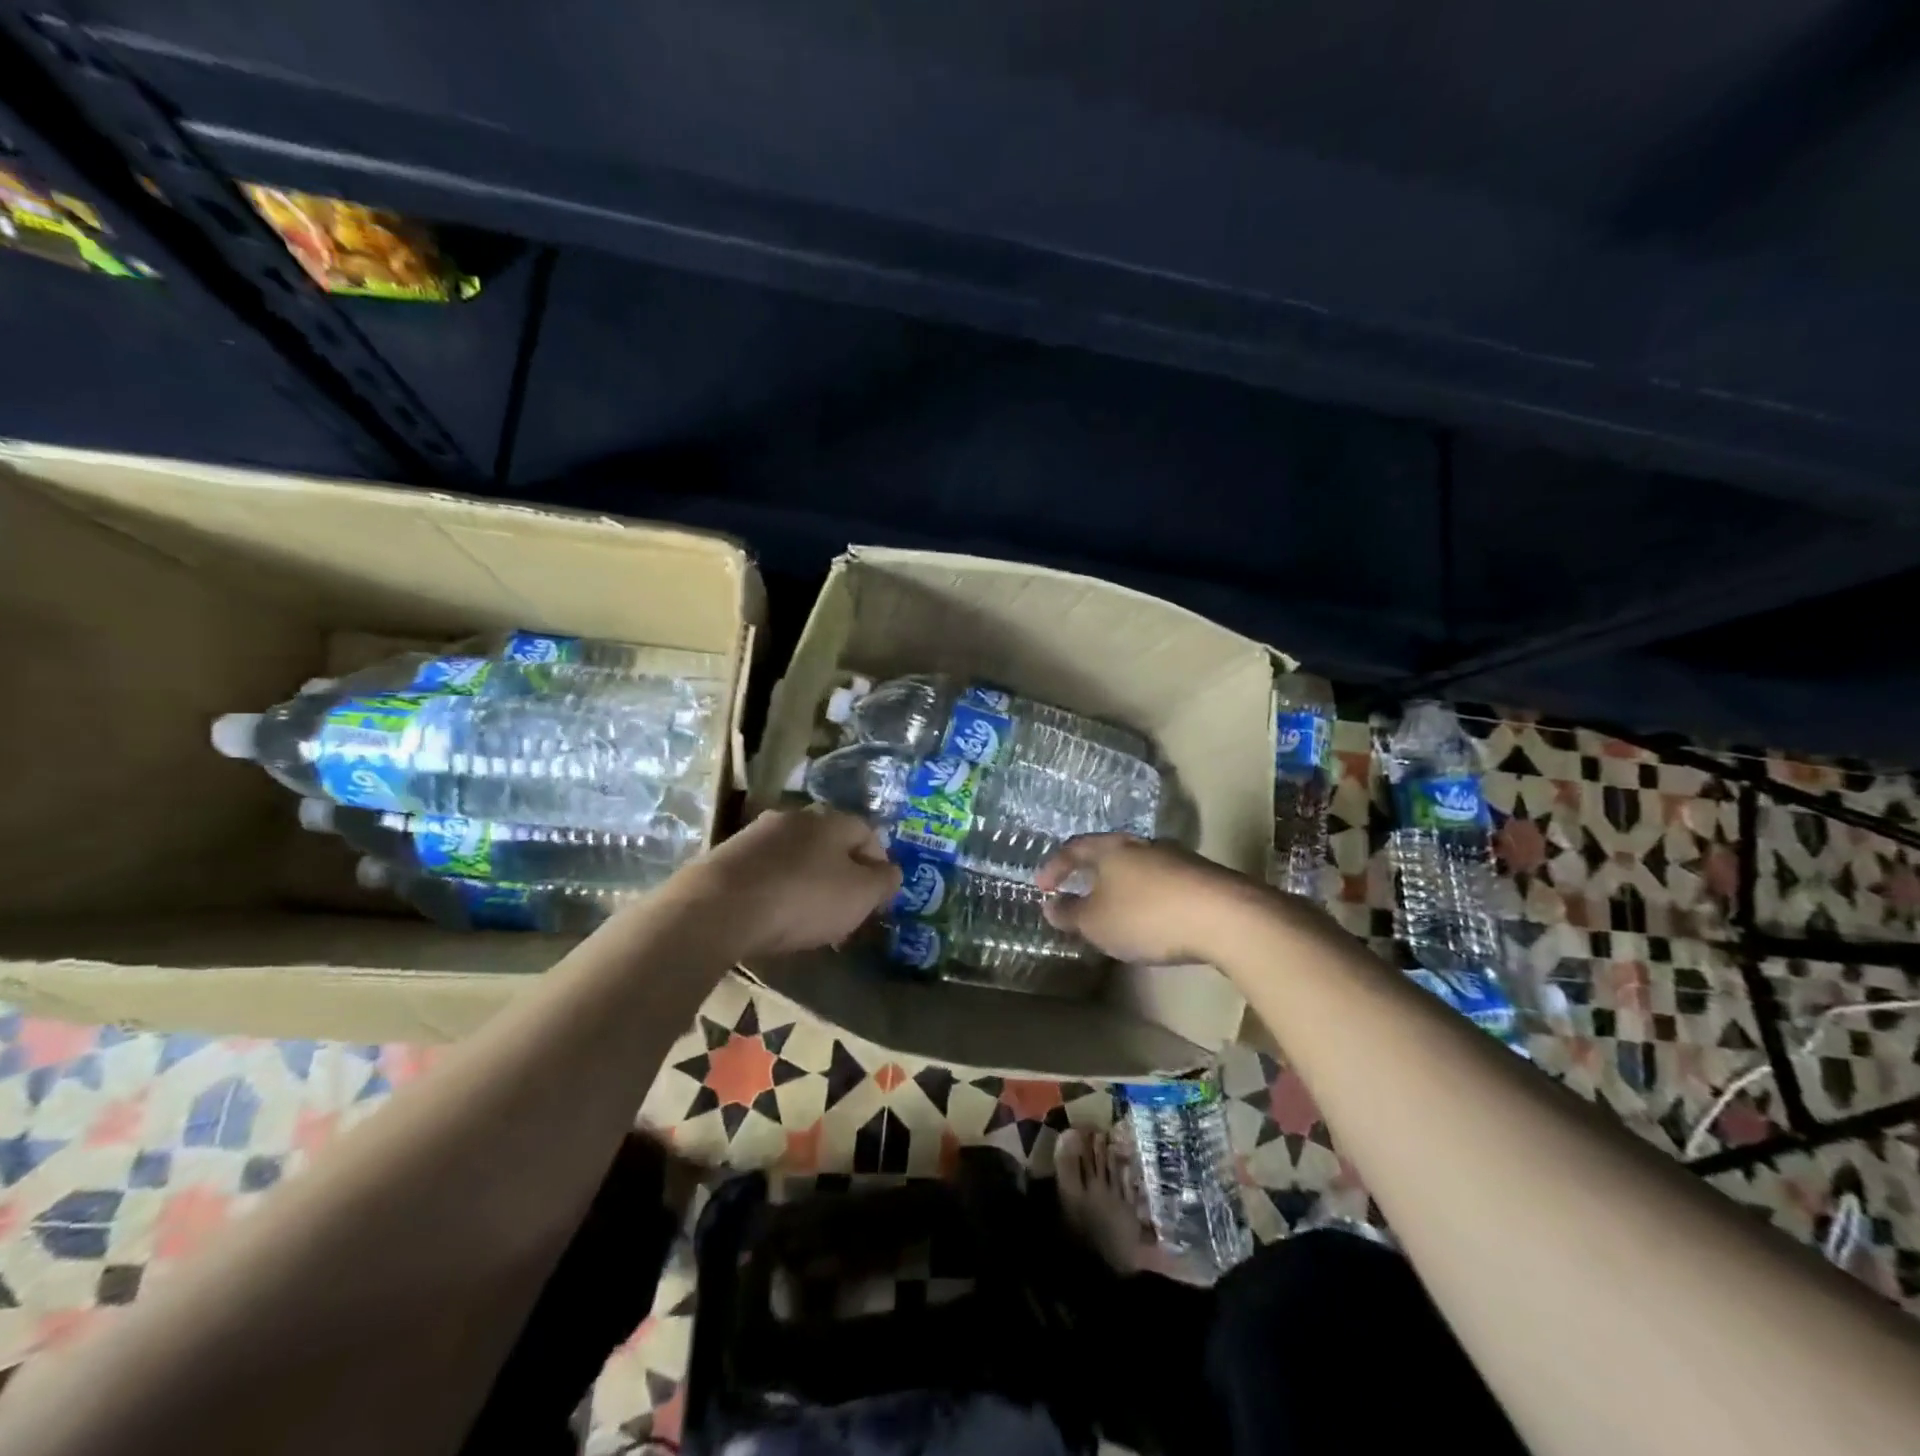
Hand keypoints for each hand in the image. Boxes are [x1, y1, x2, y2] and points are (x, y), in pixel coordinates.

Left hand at [676, 807, 901, 957]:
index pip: (867, 833)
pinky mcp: (727, 857)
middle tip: (845, 910)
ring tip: (808, 919)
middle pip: (830, 843)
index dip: (879, 865)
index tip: (877, 897)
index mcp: (830, 819)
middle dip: (842, 875)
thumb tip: (891, 872)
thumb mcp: (859, 895)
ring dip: (808, 882)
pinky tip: (773, 916)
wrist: (717, 908)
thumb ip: (884, 881)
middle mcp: (794, 816)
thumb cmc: (802, 898)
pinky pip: (766, 871)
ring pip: (797, 856)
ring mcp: (756, 834)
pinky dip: (777, 889)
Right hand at [1036, 834, 1255, 963]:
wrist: (1225, 916)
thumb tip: (1051, 905)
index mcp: (1110, 849)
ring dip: (1120, 884)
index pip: (1073, 848)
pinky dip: (1147, 896)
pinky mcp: (1201, 876)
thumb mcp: (1097, 923)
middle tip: (1076, 890)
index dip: (1054, 867)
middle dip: (1089, 872)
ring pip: (1137, 866)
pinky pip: (1162, 882)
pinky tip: (1150, 917)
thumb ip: (1070, 914)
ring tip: (1113, 908)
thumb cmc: (1147, 916)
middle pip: (1108, 853)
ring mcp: (1175, 857)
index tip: (1042, 886)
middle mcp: (1141, 844)